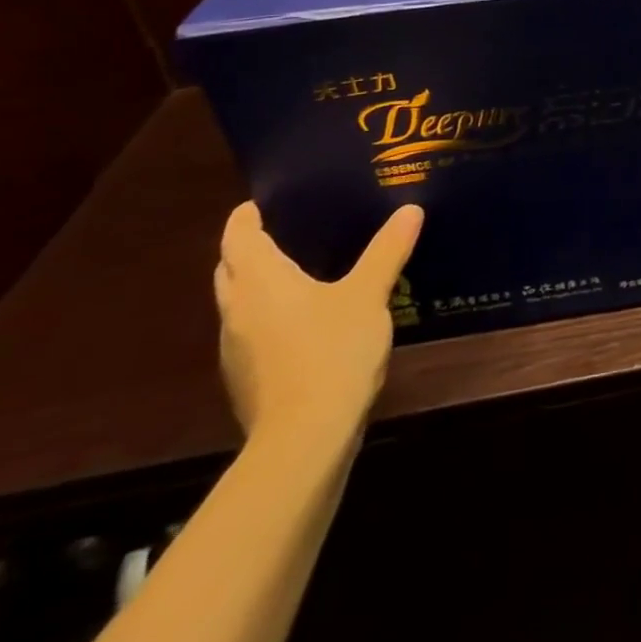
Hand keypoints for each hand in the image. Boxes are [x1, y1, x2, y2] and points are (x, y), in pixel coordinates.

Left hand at [213, 201, 423, 445]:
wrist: (304, 440)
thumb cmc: (331, 351)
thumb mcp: (368, 294)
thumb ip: (387, 250)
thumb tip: (410, 210)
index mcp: (260, 281)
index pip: (238, 237)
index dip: (245, 217)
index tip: (261, 201)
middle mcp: (237, 310)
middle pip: (231, 269)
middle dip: (248, 248)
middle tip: (284, 230)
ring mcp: (236, 350)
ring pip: (239, 303)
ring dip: (256, 284)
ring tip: (296, 271)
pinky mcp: (247, 380)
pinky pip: (251, 332)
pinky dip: (268, 316)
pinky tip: (304, 321)